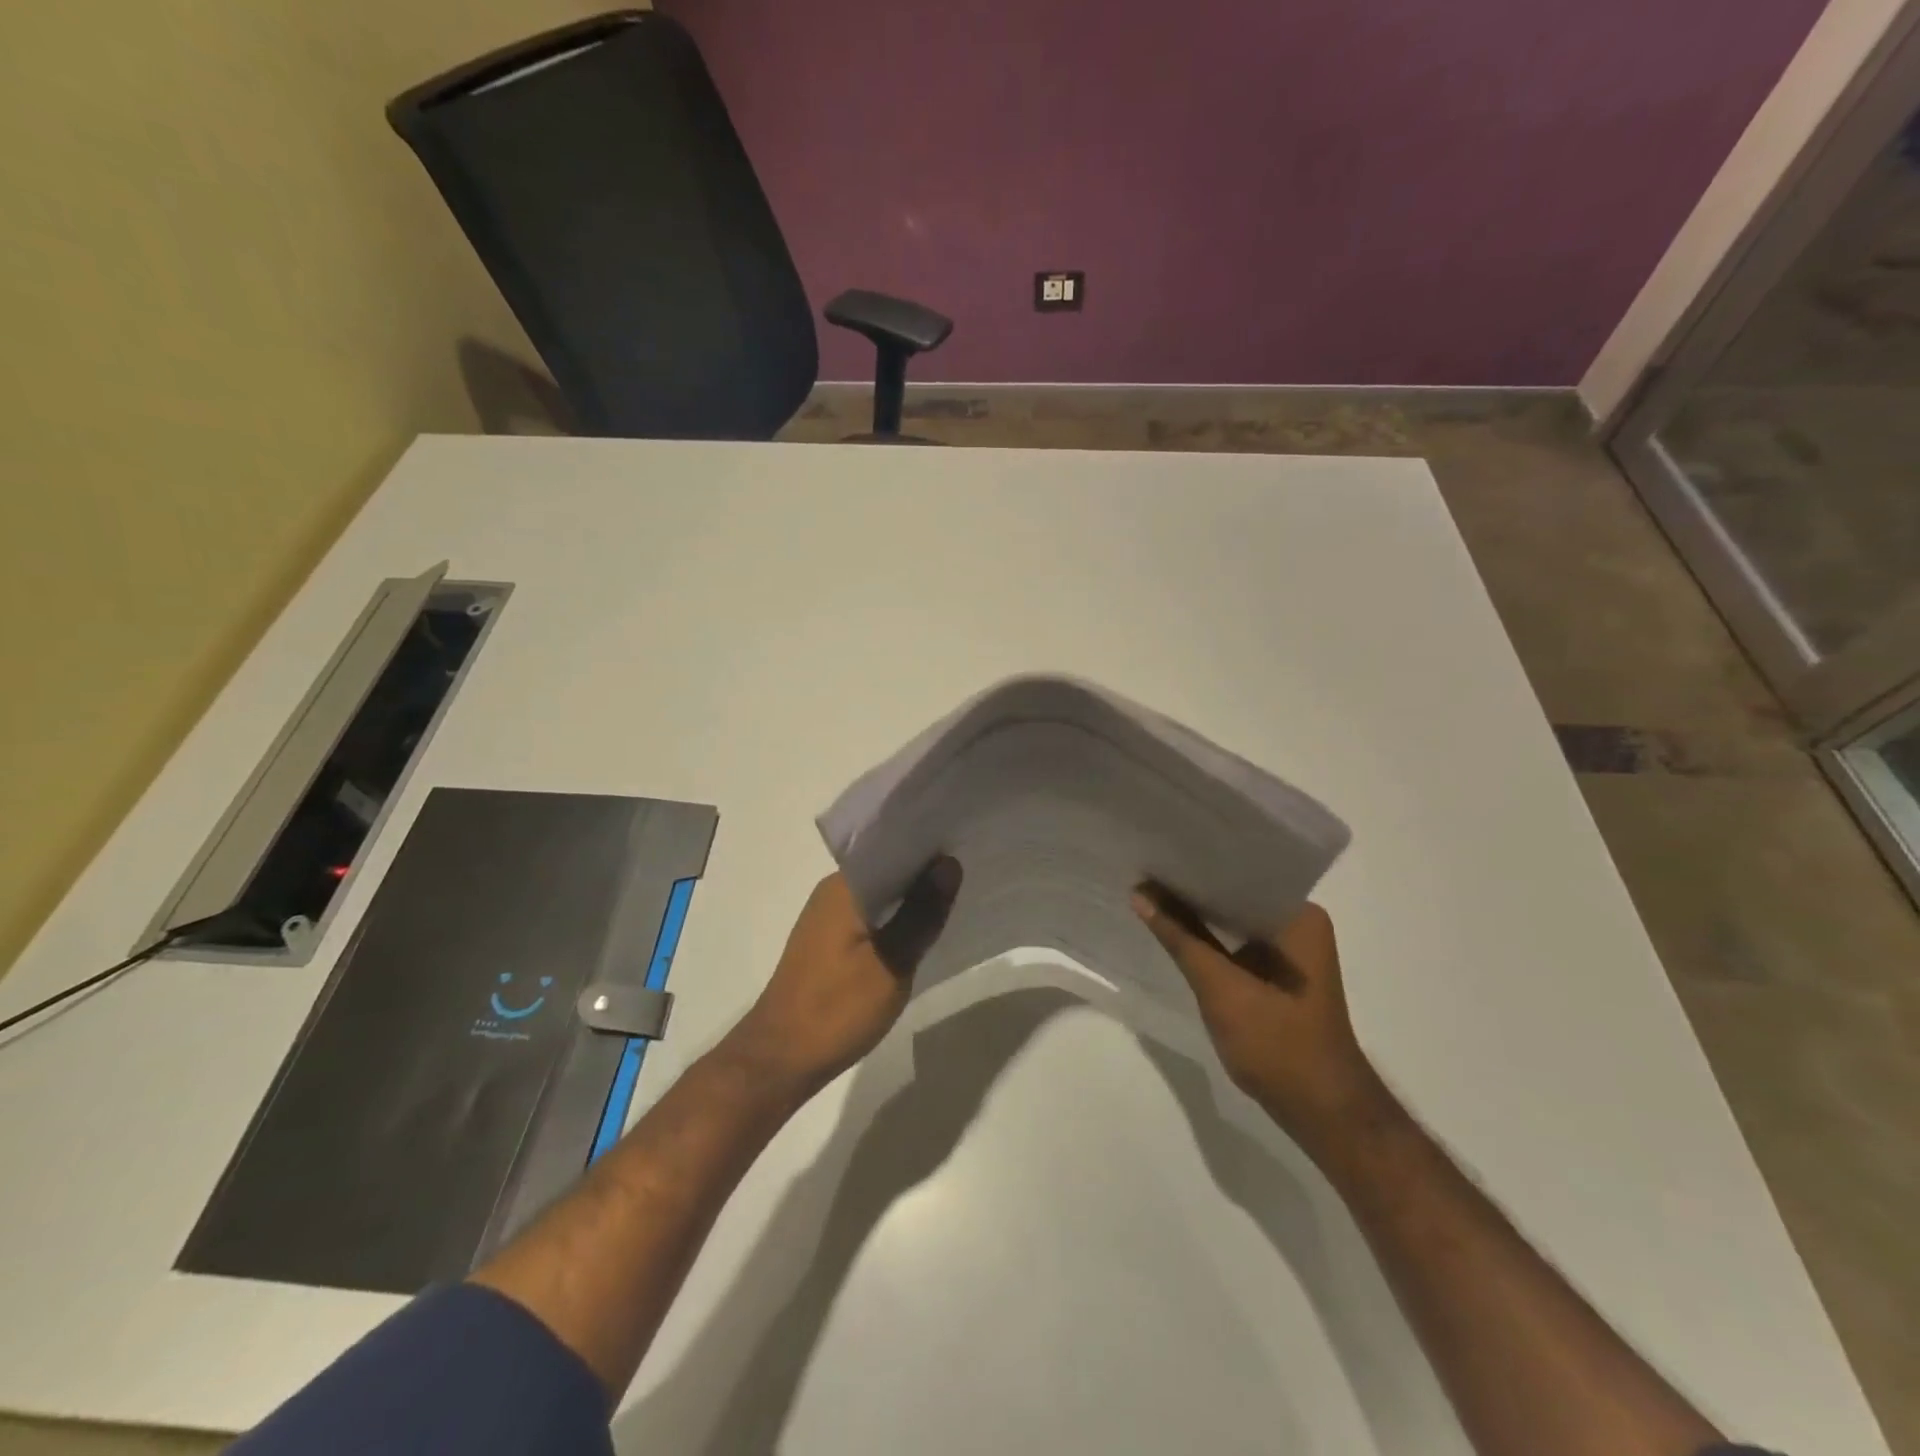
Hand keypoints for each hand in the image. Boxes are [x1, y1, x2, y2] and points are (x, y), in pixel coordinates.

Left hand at [726, 859, 961, 1100]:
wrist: (780, 1060)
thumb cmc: (836, 1009)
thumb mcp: (891, 963)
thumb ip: (921, 913)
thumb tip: (949, 864)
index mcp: (844, 887)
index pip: (892, 849)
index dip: (929, 848)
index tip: (966, 846)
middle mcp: (833, 892)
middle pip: (887, 870)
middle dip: (925, 873)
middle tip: (970, 874)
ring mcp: (828, 918)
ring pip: (880, 896)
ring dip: (911, 898)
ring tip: (955, 898)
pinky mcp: (829, 942)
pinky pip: (870, 917)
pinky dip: (895, 920)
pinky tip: (920, 931)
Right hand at [1132, 885, 1382, 1153]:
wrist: (1322, 1112)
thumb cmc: (1278, 1044)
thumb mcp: (1220, 987)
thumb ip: (1179, 937)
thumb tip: (1139, 892)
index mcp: (1299, 915)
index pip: (1242, 873)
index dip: (1197, 865)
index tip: (1157, 853)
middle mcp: (1299, 923)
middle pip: (1236, 895)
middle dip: (1193, 889)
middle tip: (1145, 869)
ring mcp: (1291, 951)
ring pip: (1235, 920)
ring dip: (1199, 915)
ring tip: (1151, 893)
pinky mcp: (1279, 975)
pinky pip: (1238, 943)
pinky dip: (1210, 940)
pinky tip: (1175, 932)